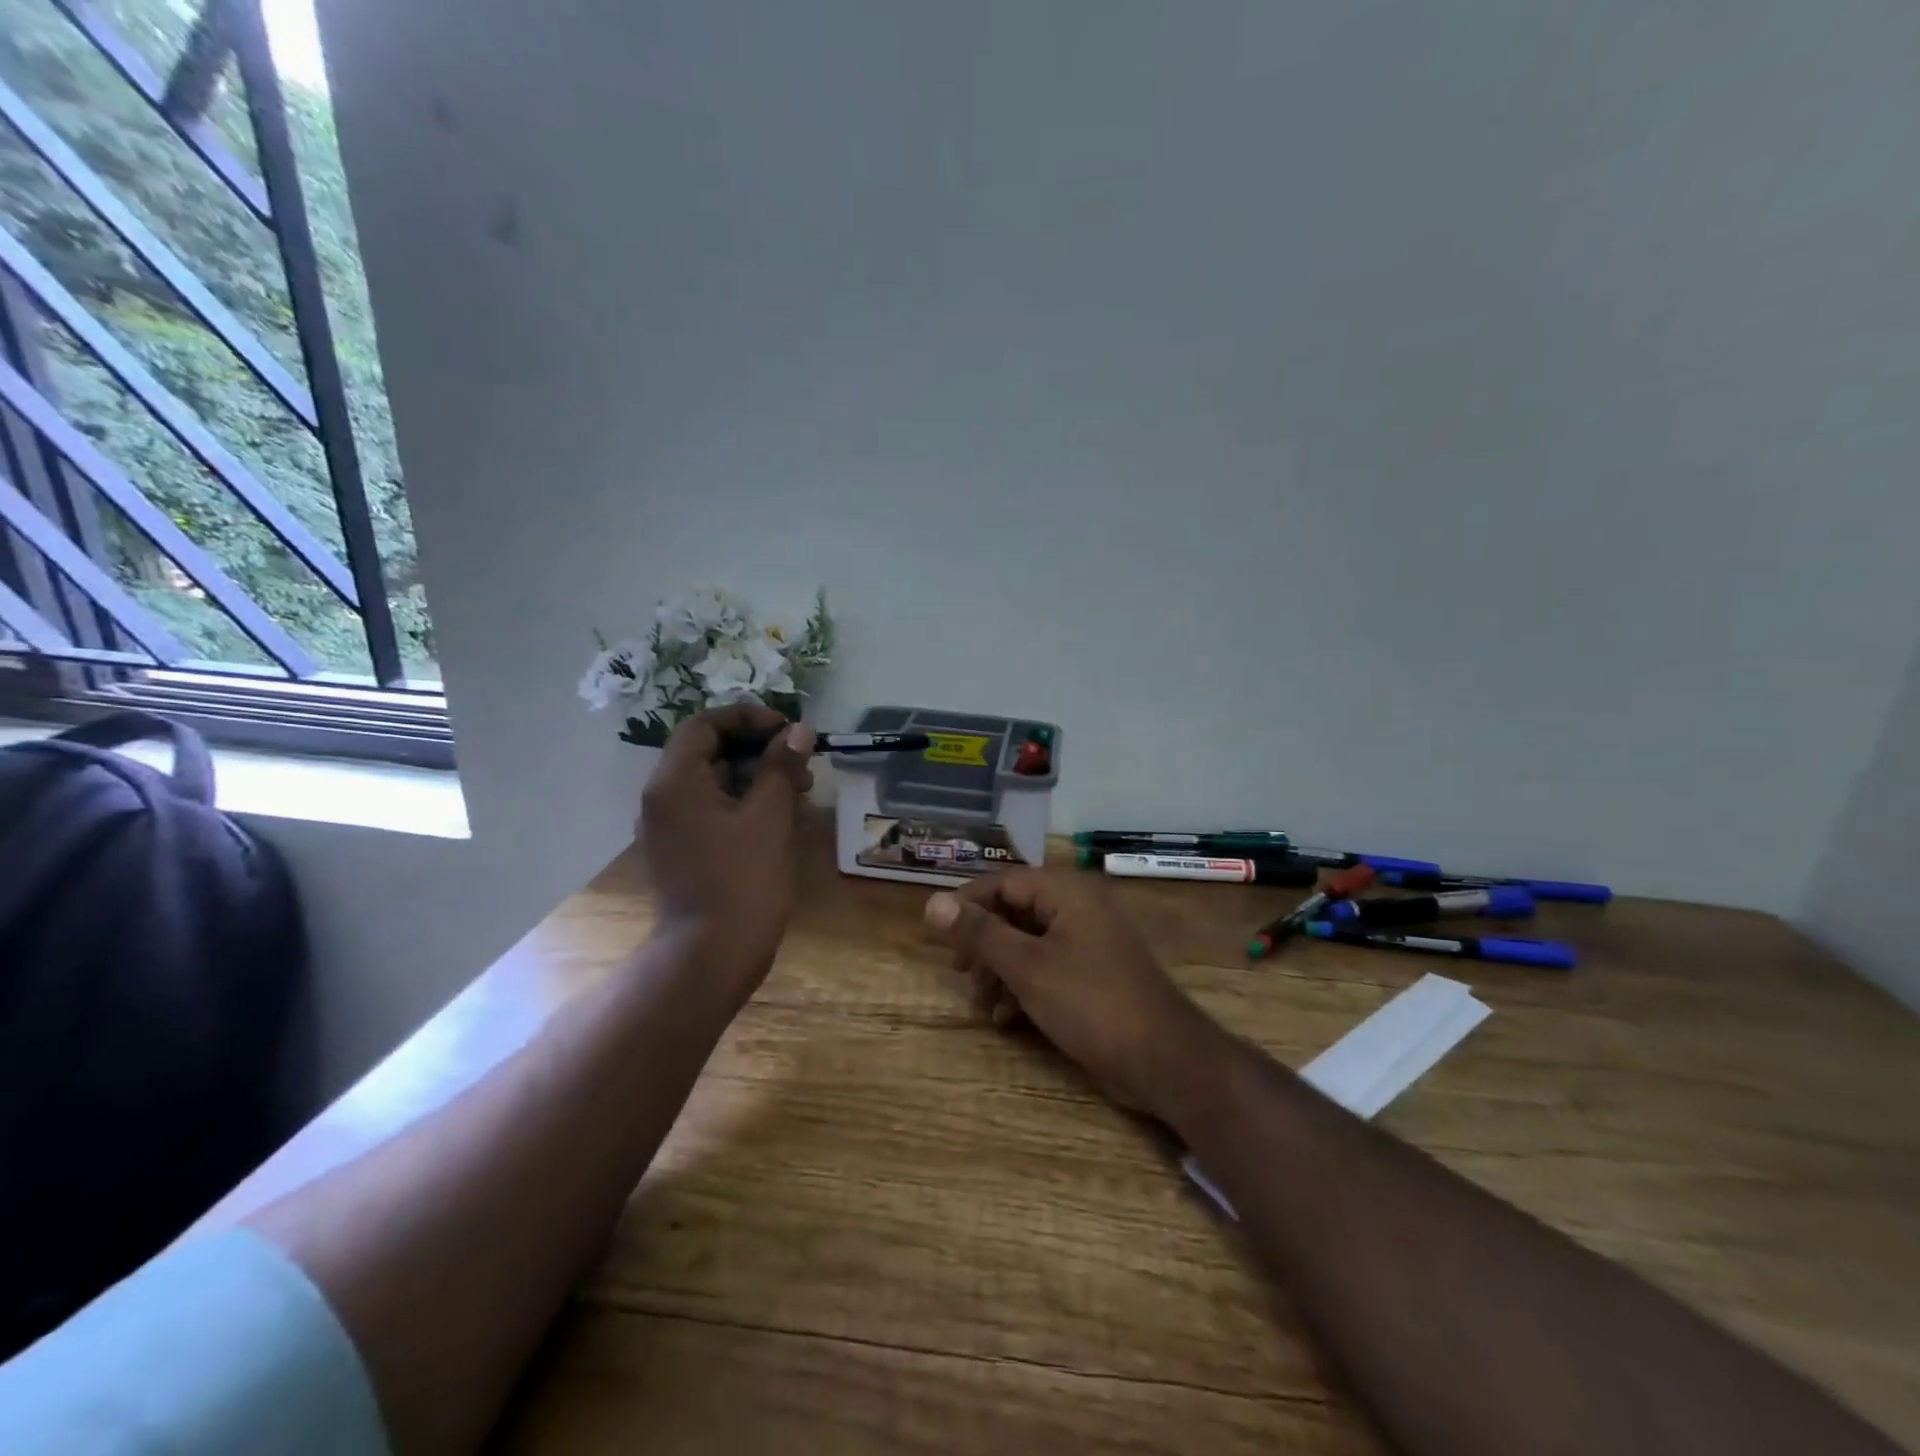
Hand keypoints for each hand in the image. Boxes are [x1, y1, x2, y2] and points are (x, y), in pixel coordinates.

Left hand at [639, 704, 814, 978]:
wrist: (711, 955)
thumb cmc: (741, 880)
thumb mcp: (769, 816)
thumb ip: (782, 766)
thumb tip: (799, 730)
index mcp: (675, 781)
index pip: (705, 724)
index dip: (748, 717)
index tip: (788, 730)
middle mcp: (663, 797)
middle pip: (709, 750)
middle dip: (759, 749)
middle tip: (801, 762)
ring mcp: (670, 825)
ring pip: (715, 781)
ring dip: (757, 776)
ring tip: (801, 791)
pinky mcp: (683, 848)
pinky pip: (713, 808)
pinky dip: (745, 802)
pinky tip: (781, 815)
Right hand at [924, 870, 1229, 1119]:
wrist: (1163, 1059)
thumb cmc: (1090, 1003)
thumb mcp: (1026, 966)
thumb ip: (980, 933)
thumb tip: (932, 901)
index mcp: (1066, 891)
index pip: (1003, 882)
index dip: (967, 905)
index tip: (938, 935)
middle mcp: (1079, 907)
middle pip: (1015, 912)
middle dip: (984, 944)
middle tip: (960, 973)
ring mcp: (1089, 941)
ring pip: (1029, 943)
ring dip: (1000, 970)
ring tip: (983, 1005)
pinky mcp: (1094, 974)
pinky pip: (1047, 966)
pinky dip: (1023, 986)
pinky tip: (1006, 1018)